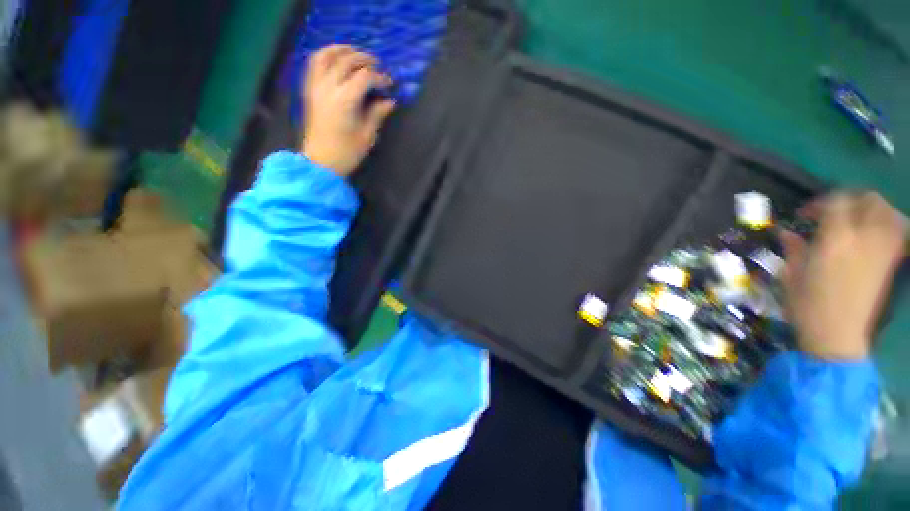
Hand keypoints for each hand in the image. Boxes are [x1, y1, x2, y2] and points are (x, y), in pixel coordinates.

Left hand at [301, 45, 395, 175]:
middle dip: (365, 59)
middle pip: (347, 61)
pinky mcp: (310, 90)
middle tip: (378, 66)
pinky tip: (337, 59)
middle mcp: (329, 88)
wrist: (321, 162)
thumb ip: (377, 114)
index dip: (380, 77)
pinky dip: (326, 55)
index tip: (389, 84)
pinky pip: (314, 64)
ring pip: (327, 55)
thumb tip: (390, 101)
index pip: (365, 77)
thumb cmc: (347, 152)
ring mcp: (316, 87)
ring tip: (357, 54)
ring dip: (343, 50)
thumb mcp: (367, 135)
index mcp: (345, 101)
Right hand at [780, 191, 905, 360]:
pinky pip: (897, 231)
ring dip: (872, 209)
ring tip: (857, 219)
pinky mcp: (891, 262)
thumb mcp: (791, 275)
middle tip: (834, 212)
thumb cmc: (807, 305)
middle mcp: (864, 238)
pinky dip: (888, 223)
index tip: (805, 214)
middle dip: (851, 199)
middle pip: (869, 200)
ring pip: (889, 212)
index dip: (820, 202)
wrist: (838, 336)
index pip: (836, 202)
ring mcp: (882, 250)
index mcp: (835, 240)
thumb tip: (787, 233)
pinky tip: (875, 231)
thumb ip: (793, 249)